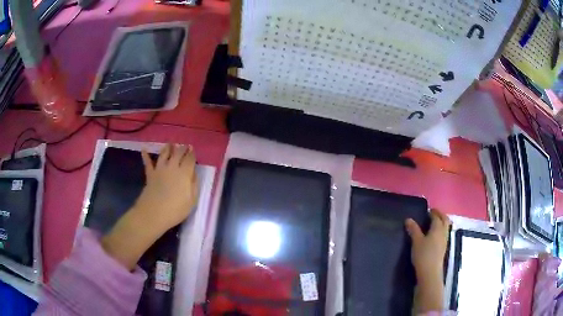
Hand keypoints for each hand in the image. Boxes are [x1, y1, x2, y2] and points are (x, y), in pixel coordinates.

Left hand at [101, 144, 197, 269]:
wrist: (153, 213)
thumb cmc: (175, 210)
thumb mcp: (192, 200)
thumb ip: (194, 185)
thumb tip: (193, 174)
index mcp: (184, 173)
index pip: (190, 159)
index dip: (192, 153)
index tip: (193, 149)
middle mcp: (172, 167)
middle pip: (178, 153)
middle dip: (182, 148)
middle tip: (185, 145)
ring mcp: (160, 169)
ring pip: (164, 154)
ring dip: (168, 148)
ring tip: (170, 144)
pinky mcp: (150, 174)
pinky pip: (147, 162)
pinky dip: (145, 155)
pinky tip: (144, 149)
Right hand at [405, 209, 450, 312]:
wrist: (430, 273)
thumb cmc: (423, 255)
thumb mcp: (416, 241)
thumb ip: (413, 230)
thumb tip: (408, 219)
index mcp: (437, 228)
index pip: (436, 216)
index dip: (432, 212)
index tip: (427, 210)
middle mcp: (443, 232)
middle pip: (445, 220)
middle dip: (440, 215)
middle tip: (433, 213)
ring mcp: (445, 241)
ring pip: (446, 227)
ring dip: (441, 222)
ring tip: (434, 223)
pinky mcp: (443, 248)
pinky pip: (444, 234)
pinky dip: (441, 230)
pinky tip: (434, 235)